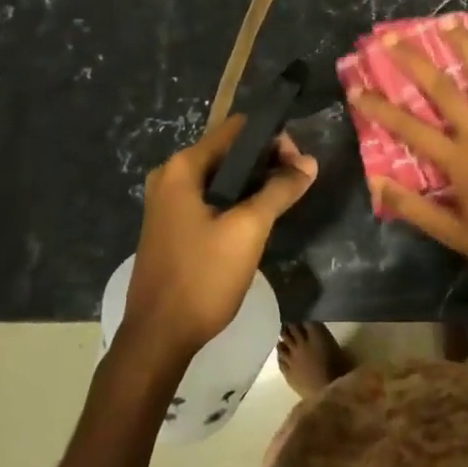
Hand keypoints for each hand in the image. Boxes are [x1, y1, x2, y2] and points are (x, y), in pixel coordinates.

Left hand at [122, 116, 316, 361]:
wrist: (158, 337)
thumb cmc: (203, 277)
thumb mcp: (248, 230)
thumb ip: (280, 190)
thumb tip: (309, 162)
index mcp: (183, 167)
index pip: (237, 129)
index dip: (272, 139)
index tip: (298, 165)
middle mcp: (170, 175)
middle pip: (229, 151)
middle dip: (265, 162)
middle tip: (295, 185)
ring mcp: (167, 202)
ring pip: (221, 177)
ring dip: (253, 183)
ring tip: (282, 203)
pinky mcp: (171, 225)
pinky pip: (210, 198)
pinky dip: (235, 200)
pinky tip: (255, 221)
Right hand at [348, 25, 467, 294]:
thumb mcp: (453, 236)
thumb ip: (415, 209)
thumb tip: (377, 182)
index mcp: (459, 161)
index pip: (409, 127)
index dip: (379, 107)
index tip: (356, 88)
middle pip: (444, 90)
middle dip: (414, 61)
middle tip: (392, 37)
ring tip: (450, 20)